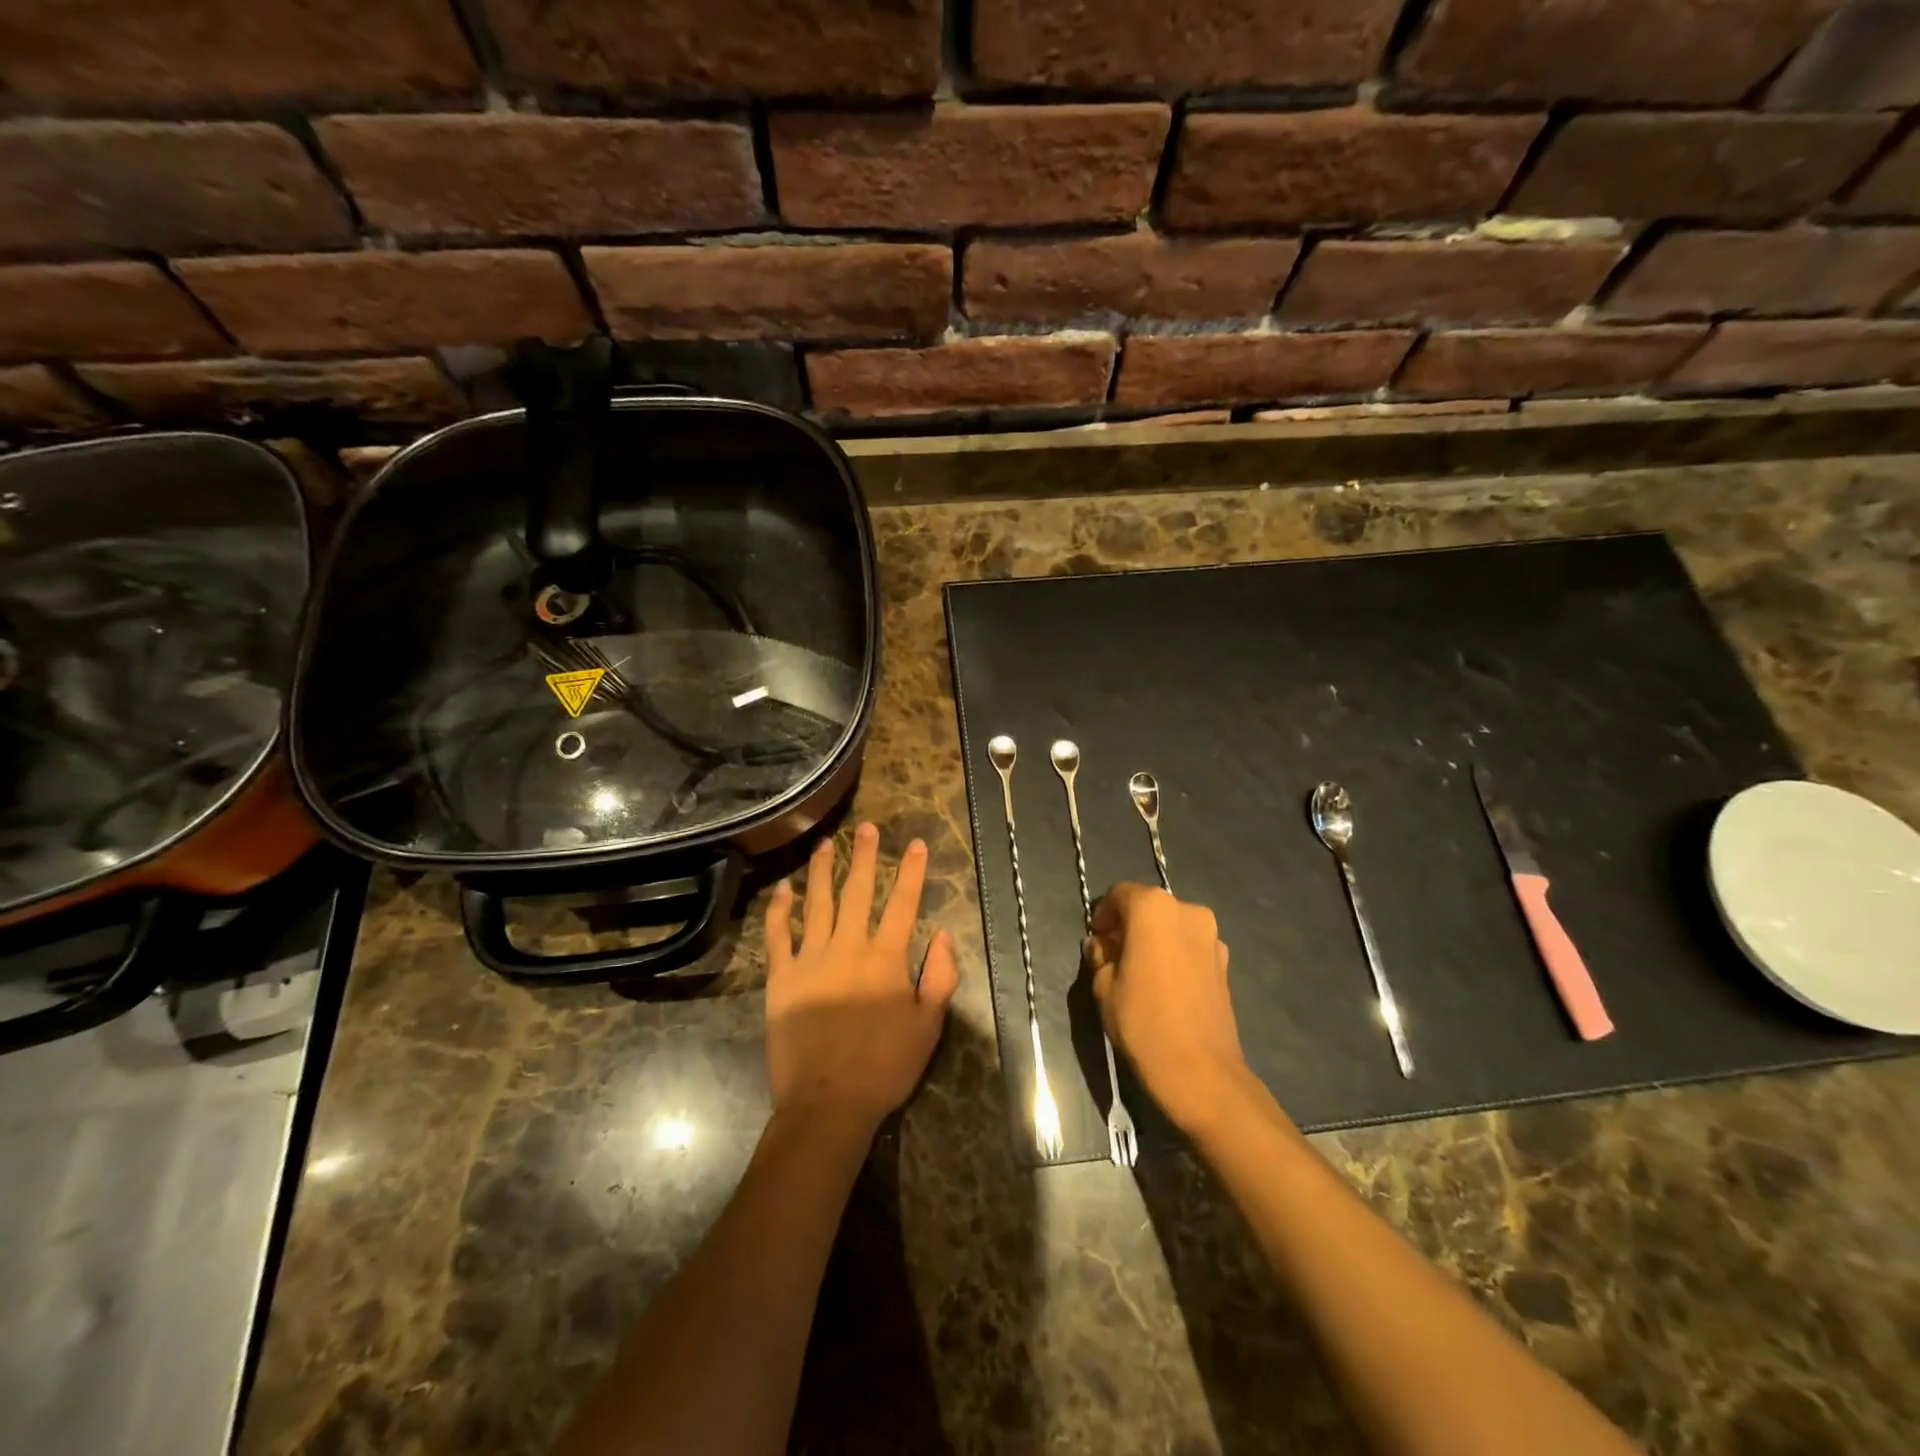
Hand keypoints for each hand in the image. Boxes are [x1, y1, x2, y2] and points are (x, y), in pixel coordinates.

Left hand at [763, 822, 959, 1133]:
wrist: (827, 1103)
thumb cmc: (885, 1066)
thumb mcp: (929, 1026)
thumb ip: (940, 977)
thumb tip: (943, 935)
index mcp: (886, 958)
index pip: (902, 903)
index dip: (911, 872)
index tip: (915, 844)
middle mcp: (848, 948)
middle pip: (857, 892)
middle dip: (864, 857)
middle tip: (865, 828)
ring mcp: (810, 960)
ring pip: (816, 904)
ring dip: (822, 871)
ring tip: (824, 844)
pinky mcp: (781, 978)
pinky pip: (778, 936)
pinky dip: (780, 911)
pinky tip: (784, 890)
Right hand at [1085, 883, 1258, 1135]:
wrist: (1200, 1072)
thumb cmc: (1143, 1022)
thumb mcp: (1103, 986)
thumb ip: (1100, 956)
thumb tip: (1102, 946)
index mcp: (1153, 908)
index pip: (1120, 894)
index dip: (1103, 913)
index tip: (1095, 938)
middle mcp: (1187, 911)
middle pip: (1149, 907)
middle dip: (1128, 925)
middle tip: (1112, 954)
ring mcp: (1211, 936)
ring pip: (1172, 926)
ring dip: (1153, 939)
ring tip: (1138, 971)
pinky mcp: (1225, 962)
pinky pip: (1190, 946)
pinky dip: (1174, 954)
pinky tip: (1164, 985)